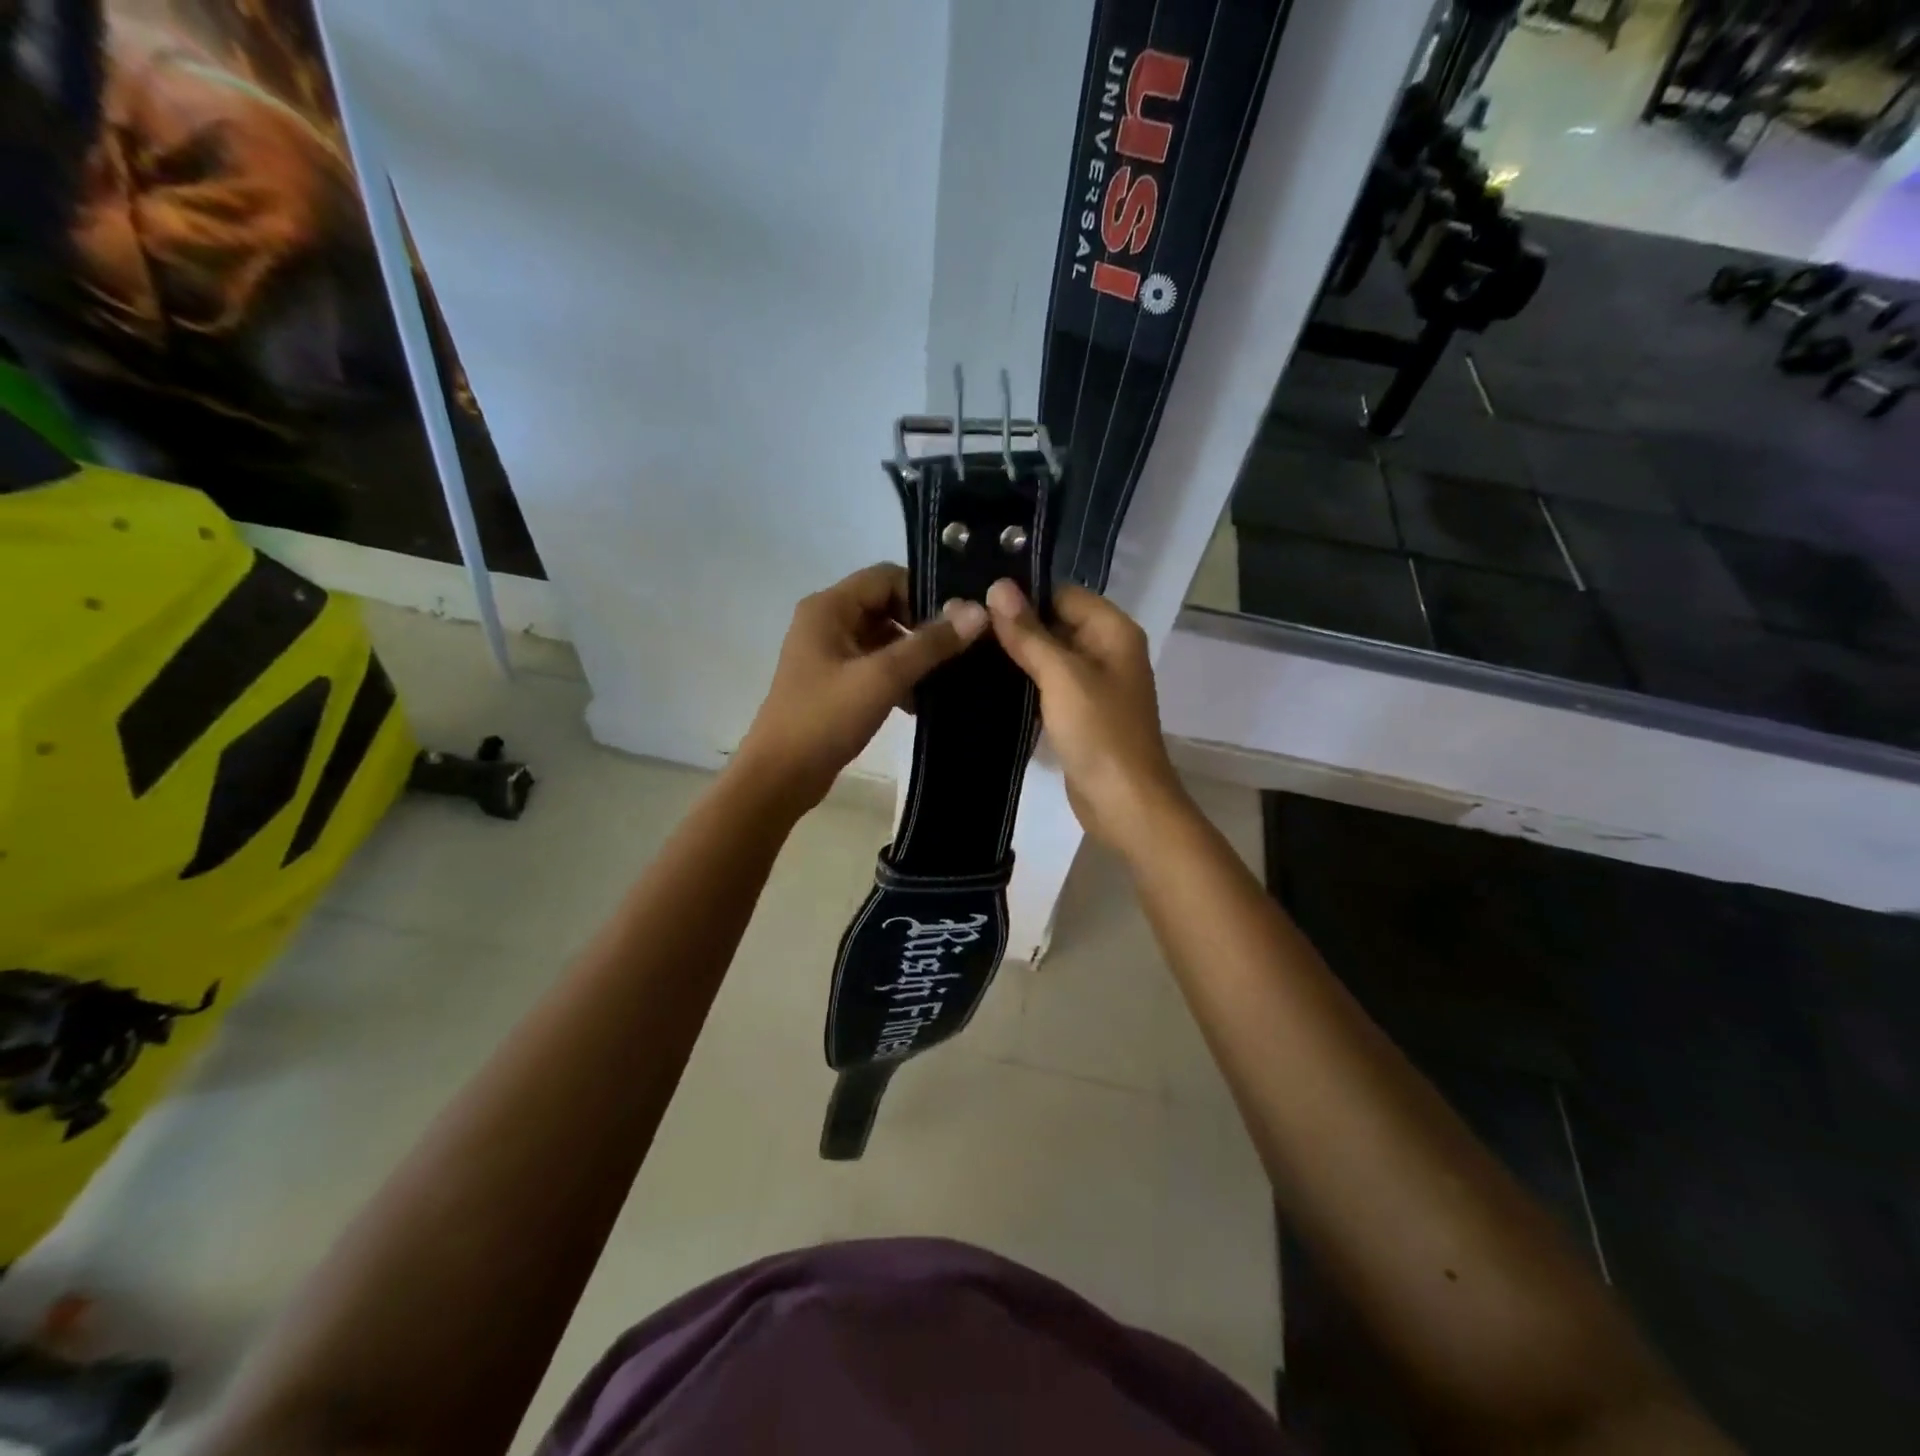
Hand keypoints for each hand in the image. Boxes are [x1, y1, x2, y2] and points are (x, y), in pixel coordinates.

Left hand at [735, 563, 987, 813]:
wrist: (780, 776)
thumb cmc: (825, 719)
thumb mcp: (882, 678)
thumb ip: (930, 644)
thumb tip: (978, 611)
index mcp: (829, 607)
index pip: (886, 577)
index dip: (923, 594)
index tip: (956, 625)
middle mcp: (825, 621)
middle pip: (886, 606)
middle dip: (921, 628)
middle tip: (958, 653)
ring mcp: (827, 654)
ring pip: (882, 639)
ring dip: (912, 656)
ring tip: (946, 680)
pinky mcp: (832, 683)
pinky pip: (873, 666)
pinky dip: (897, 678)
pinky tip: (919, 704)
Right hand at [985, 579, 1186, 851]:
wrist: (1124, 802)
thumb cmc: (1099, 732)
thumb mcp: (1061, 676)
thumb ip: (1029, 633)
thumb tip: (998, 586)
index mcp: (1113, 631)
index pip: (1062, 594)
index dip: (1023, 594)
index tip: (976, 597)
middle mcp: (1107, 650)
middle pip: (1055, 623)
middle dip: (1014, 625)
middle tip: (963, 624)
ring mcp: (1093, 684)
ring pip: (1049, 656)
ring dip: (1016, 655)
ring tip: (966, 648)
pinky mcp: (1079, 713)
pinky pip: (1048, 686)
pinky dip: (1024, 683)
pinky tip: (985, 682)